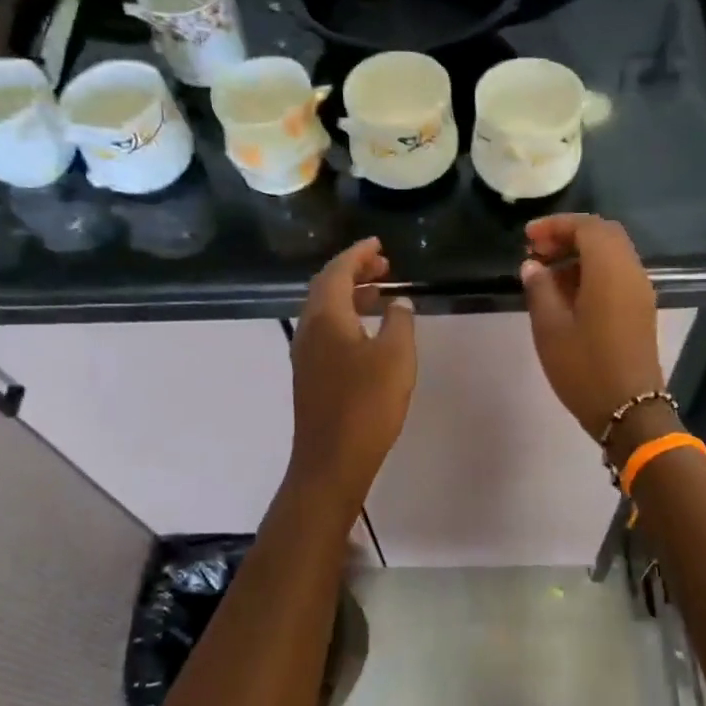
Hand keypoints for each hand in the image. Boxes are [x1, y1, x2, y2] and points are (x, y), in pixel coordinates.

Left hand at [287, 237, 416, 501]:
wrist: (332, 460)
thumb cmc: (366, 405)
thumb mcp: (396, 356)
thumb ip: (400, 322)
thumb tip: (399, 303)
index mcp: (326, 317)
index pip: (337, 271)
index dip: (358, 253)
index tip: (378, 244)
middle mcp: (308, 329)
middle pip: (327, 288)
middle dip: (355, 272)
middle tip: (385, 266)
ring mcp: (306, 354)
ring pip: (326, 311)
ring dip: (352, 296)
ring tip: (383, 293)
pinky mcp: (310, 376)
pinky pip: (327, 332)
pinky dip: (348, 319)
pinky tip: (370, 332)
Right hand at [520, 215, 671, 452]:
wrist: (629, 410)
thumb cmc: (585, 368)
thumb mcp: (550, 328)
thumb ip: (539, 289)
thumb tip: (532, 266)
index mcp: (610, 270)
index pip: (587, 227)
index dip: (556, 225)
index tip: (527, 238)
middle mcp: (631, 272)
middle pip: (603, 235)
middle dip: (569, 235)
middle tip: (537, 251)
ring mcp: (640, 291)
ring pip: (612, 254)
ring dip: (580, 254)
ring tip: (546, 274)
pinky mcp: (641, 310)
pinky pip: (618, 274)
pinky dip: (593, 271)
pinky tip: (567, 294)